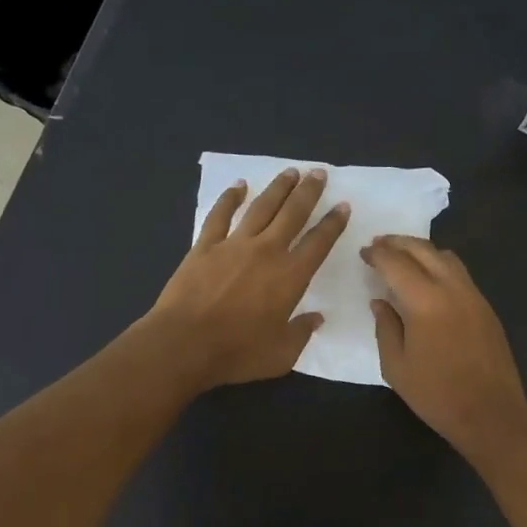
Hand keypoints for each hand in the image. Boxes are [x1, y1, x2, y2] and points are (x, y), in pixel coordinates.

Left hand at [148, 167, 348, 389]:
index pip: (319, 243)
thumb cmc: (237, 353)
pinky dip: (230, 198)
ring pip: (261, 207)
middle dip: (308, 192)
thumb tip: (317, 318)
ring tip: (290, 172)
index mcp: (291, 276)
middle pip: (292, 214)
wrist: (184, 344)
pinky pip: (219, 215)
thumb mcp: (281, 354)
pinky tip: (238, 186)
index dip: (333, 223)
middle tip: (318, 173)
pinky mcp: (204, 246)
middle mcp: (266, 251)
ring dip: (277, 188)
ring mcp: (233, 245)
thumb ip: (302, 333)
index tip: (342, 205)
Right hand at [362, 235, 526, 451]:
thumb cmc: (436, 394)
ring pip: (446, 257)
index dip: (377, 254)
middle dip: (398, 243)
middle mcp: (452, 289)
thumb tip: (380, 301)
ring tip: (403, 256)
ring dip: (421, 250)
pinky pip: (460, 273)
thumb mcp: (396, 366)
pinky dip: (439, 265)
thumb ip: (385, 327)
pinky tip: (428, 279)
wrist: (490, 413)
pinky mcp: (486, 307)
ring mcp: (474, 295)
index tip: (363, 253)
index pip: (396, 263)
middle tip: (379, 244)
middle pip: (423, 250)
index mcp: (425, 302)